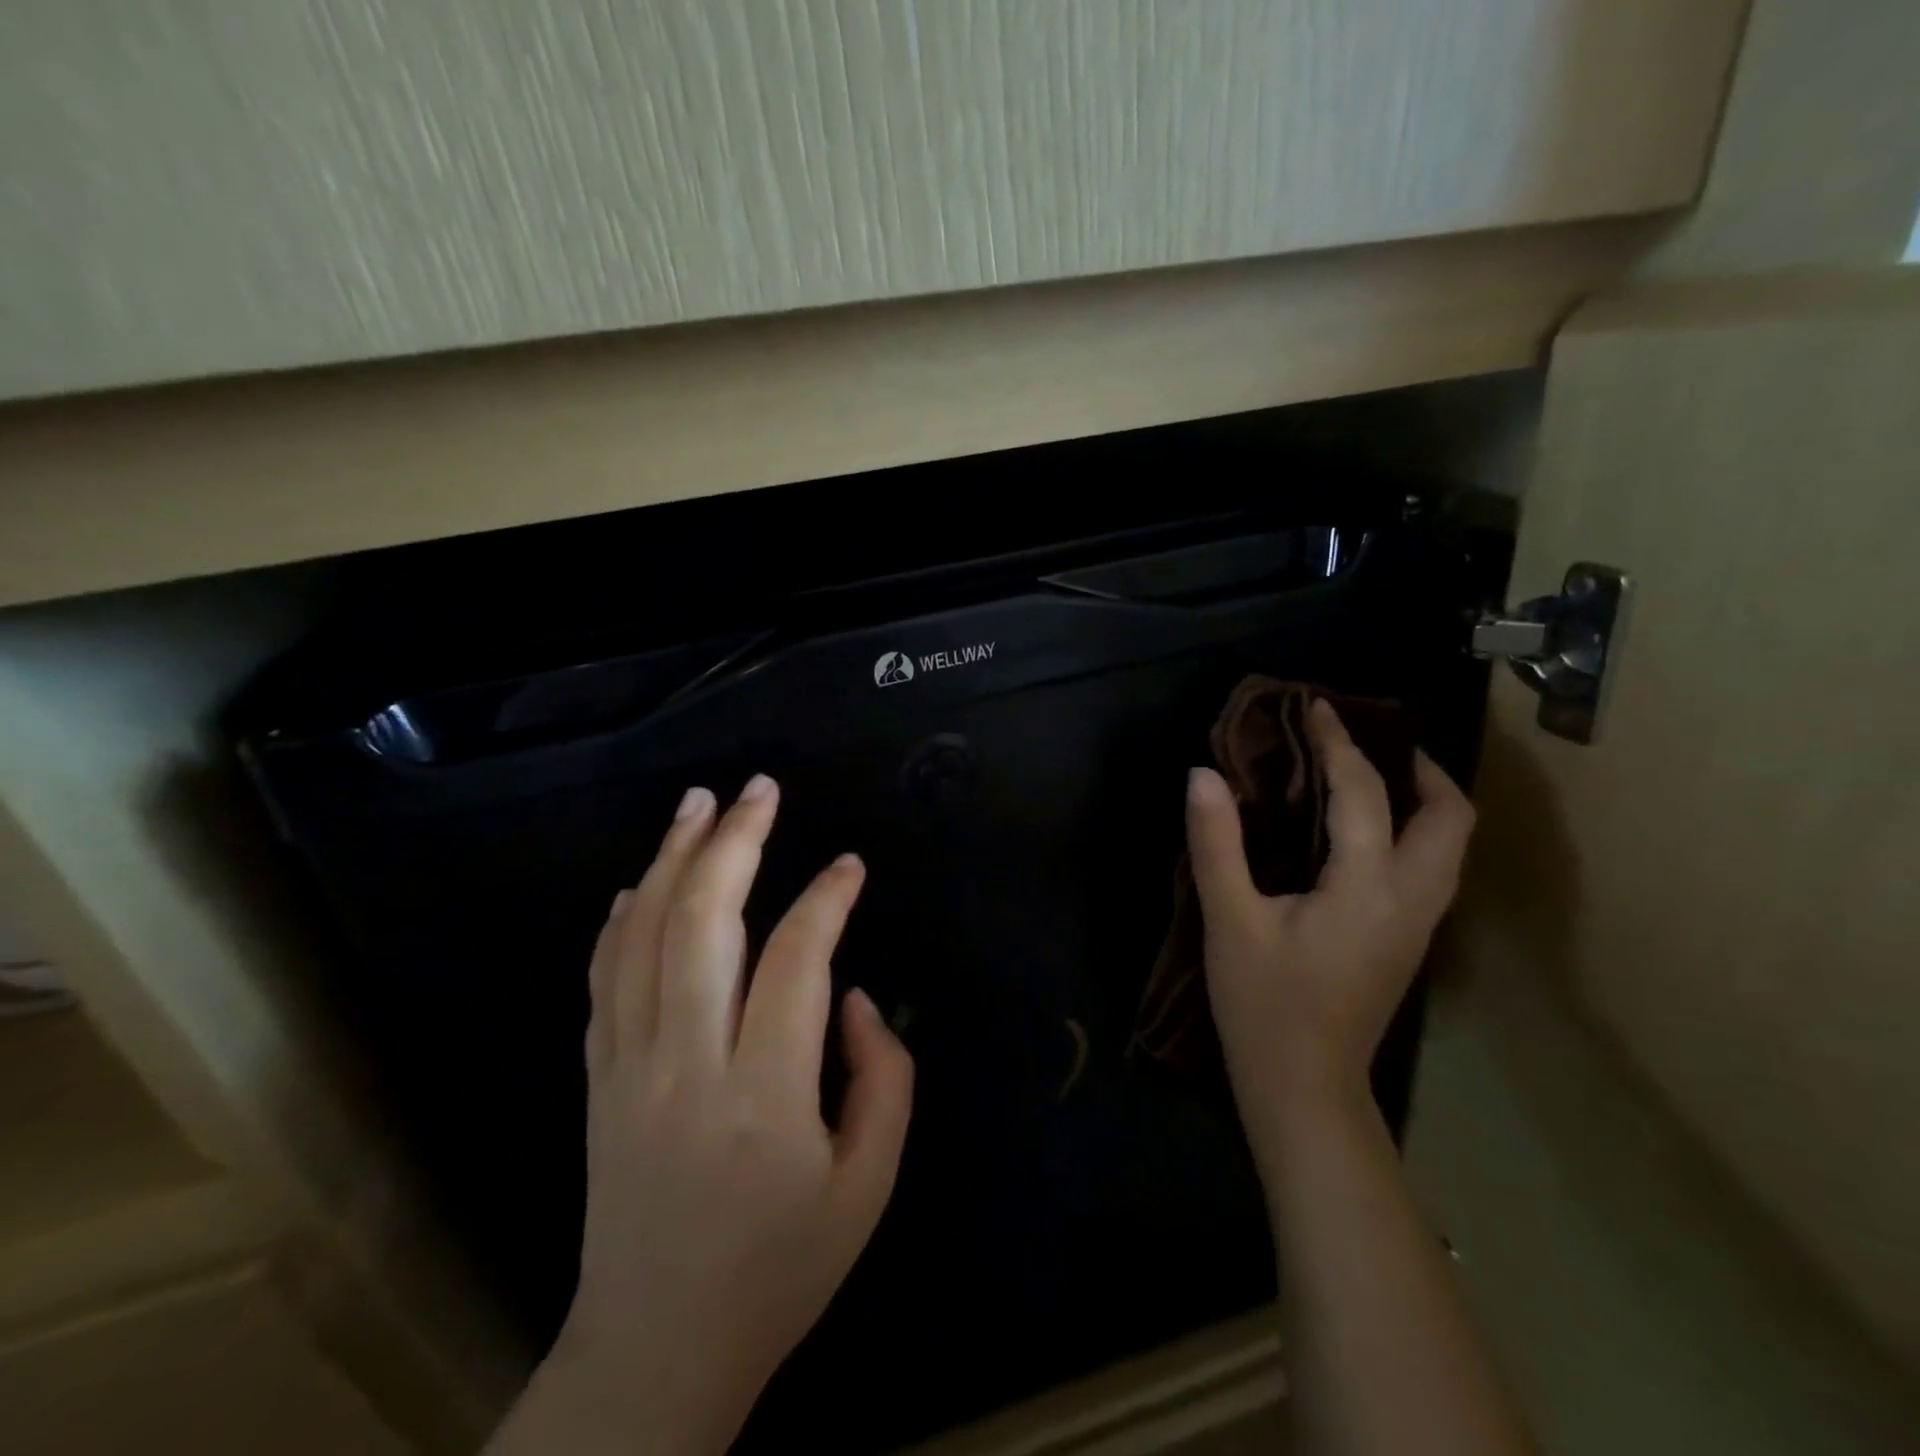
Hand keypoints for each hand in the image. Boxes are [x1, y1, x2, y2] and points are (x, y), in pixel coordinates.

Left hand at [529, 775, 913, 1455]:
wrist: (658, 1350)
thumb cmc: (781, 1268)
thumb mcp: (869, 1184)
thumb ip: (882, 1076)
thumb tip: (852, 994)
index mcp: (764, 1095)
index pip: (795, 960)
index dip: (826, 899)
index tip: (850, 864)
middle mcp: (687, 1064)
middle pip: (701, 924)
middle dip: (733, 843)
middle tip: (759, 789)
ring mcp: (628, 1067)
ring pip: (643, 937)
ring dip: (673, 859)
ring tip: (699, 802)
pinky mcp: (598, 1079)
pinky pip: (604, 979)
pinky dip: (621, 920)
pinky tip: (641, 882)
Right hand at [1185, 699, 1474, 1157]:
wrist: (1304, 1086)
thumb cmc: (1263, 1003)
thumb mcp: (1229, 919)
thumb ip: (1217, 843)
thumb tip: (1203, 774)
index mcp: (1367, 887)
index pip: (1364, 793)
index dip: (1339, 744)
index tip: (1316, 707)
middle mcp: (1411, 899)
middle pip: (1450, 817)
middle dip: (1418, 768)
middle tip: (1367, 743)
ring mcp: (1419, 924)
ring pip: (1450, 845)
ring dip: (1422, 799)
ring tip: (1372, 776)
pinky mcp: (1409, 941)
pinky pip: (1432, 866)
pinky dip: (1413, 830)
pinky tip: (1366, 832)